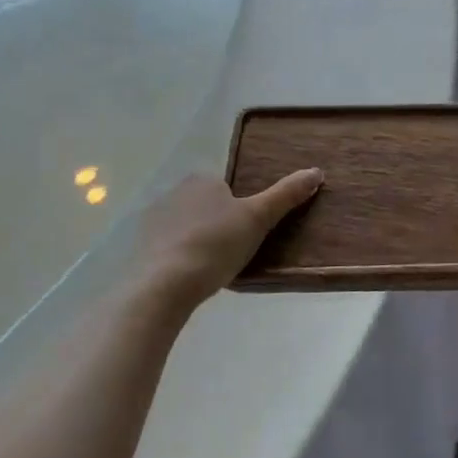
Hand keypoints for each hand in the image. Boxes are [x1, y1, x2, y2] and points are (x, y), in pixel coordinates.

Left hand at [135, 170, 321, 312]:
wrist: (164, 286)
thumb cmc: (216, 244)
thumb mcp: (258, 218)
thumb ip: (286, 195)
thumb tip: (316, 172)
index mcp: (202, 180)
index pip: (227, 187)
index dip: (240, 209)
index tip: (248, 232)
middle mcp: (174, 192)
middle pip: (207, 206)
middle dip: (219, 224)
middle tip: (234, 251)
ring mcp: (153, 220)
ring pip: (187, 226)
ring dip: (198, 241)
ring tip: (213, 268)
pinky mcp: (141, 247)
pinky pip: (169, 247)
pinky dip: (180, 257)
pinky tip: (190, 277)